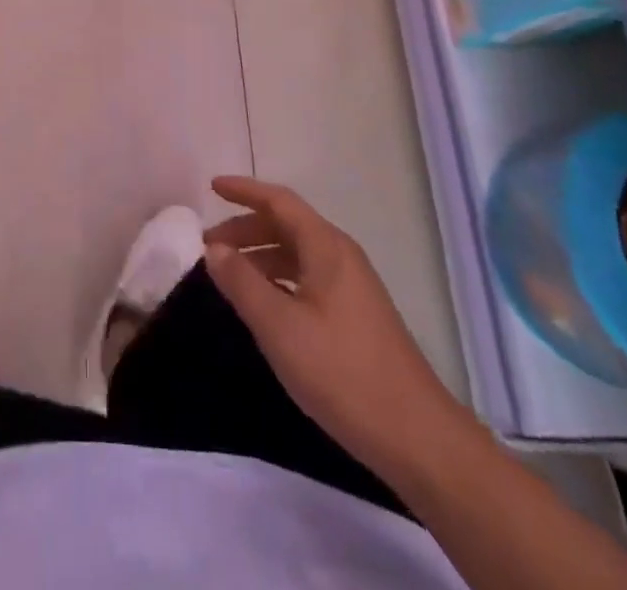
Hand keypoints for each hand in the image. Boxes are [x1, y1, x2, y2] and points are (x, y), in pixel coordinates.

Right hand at [203, 176, 473, 480]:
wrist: (418, 439)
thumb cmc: (343, 373)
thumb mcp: (280, 327)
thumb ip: (242, 282)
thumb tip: (214, 249)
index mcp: (326, 247)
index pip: (279, 201)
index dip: (243, 190)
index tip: (211, 186)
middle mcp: (341, 257)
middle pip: (286, 225)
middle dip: (245, 229)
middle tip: (208, 246)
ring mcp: (352, 288)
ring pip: (296, 254)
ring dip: (260, 256)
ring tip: (227, 275)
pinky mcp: (356, 317)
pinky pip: (307, 279)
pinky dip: (277, 279)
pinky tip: (262, 304)